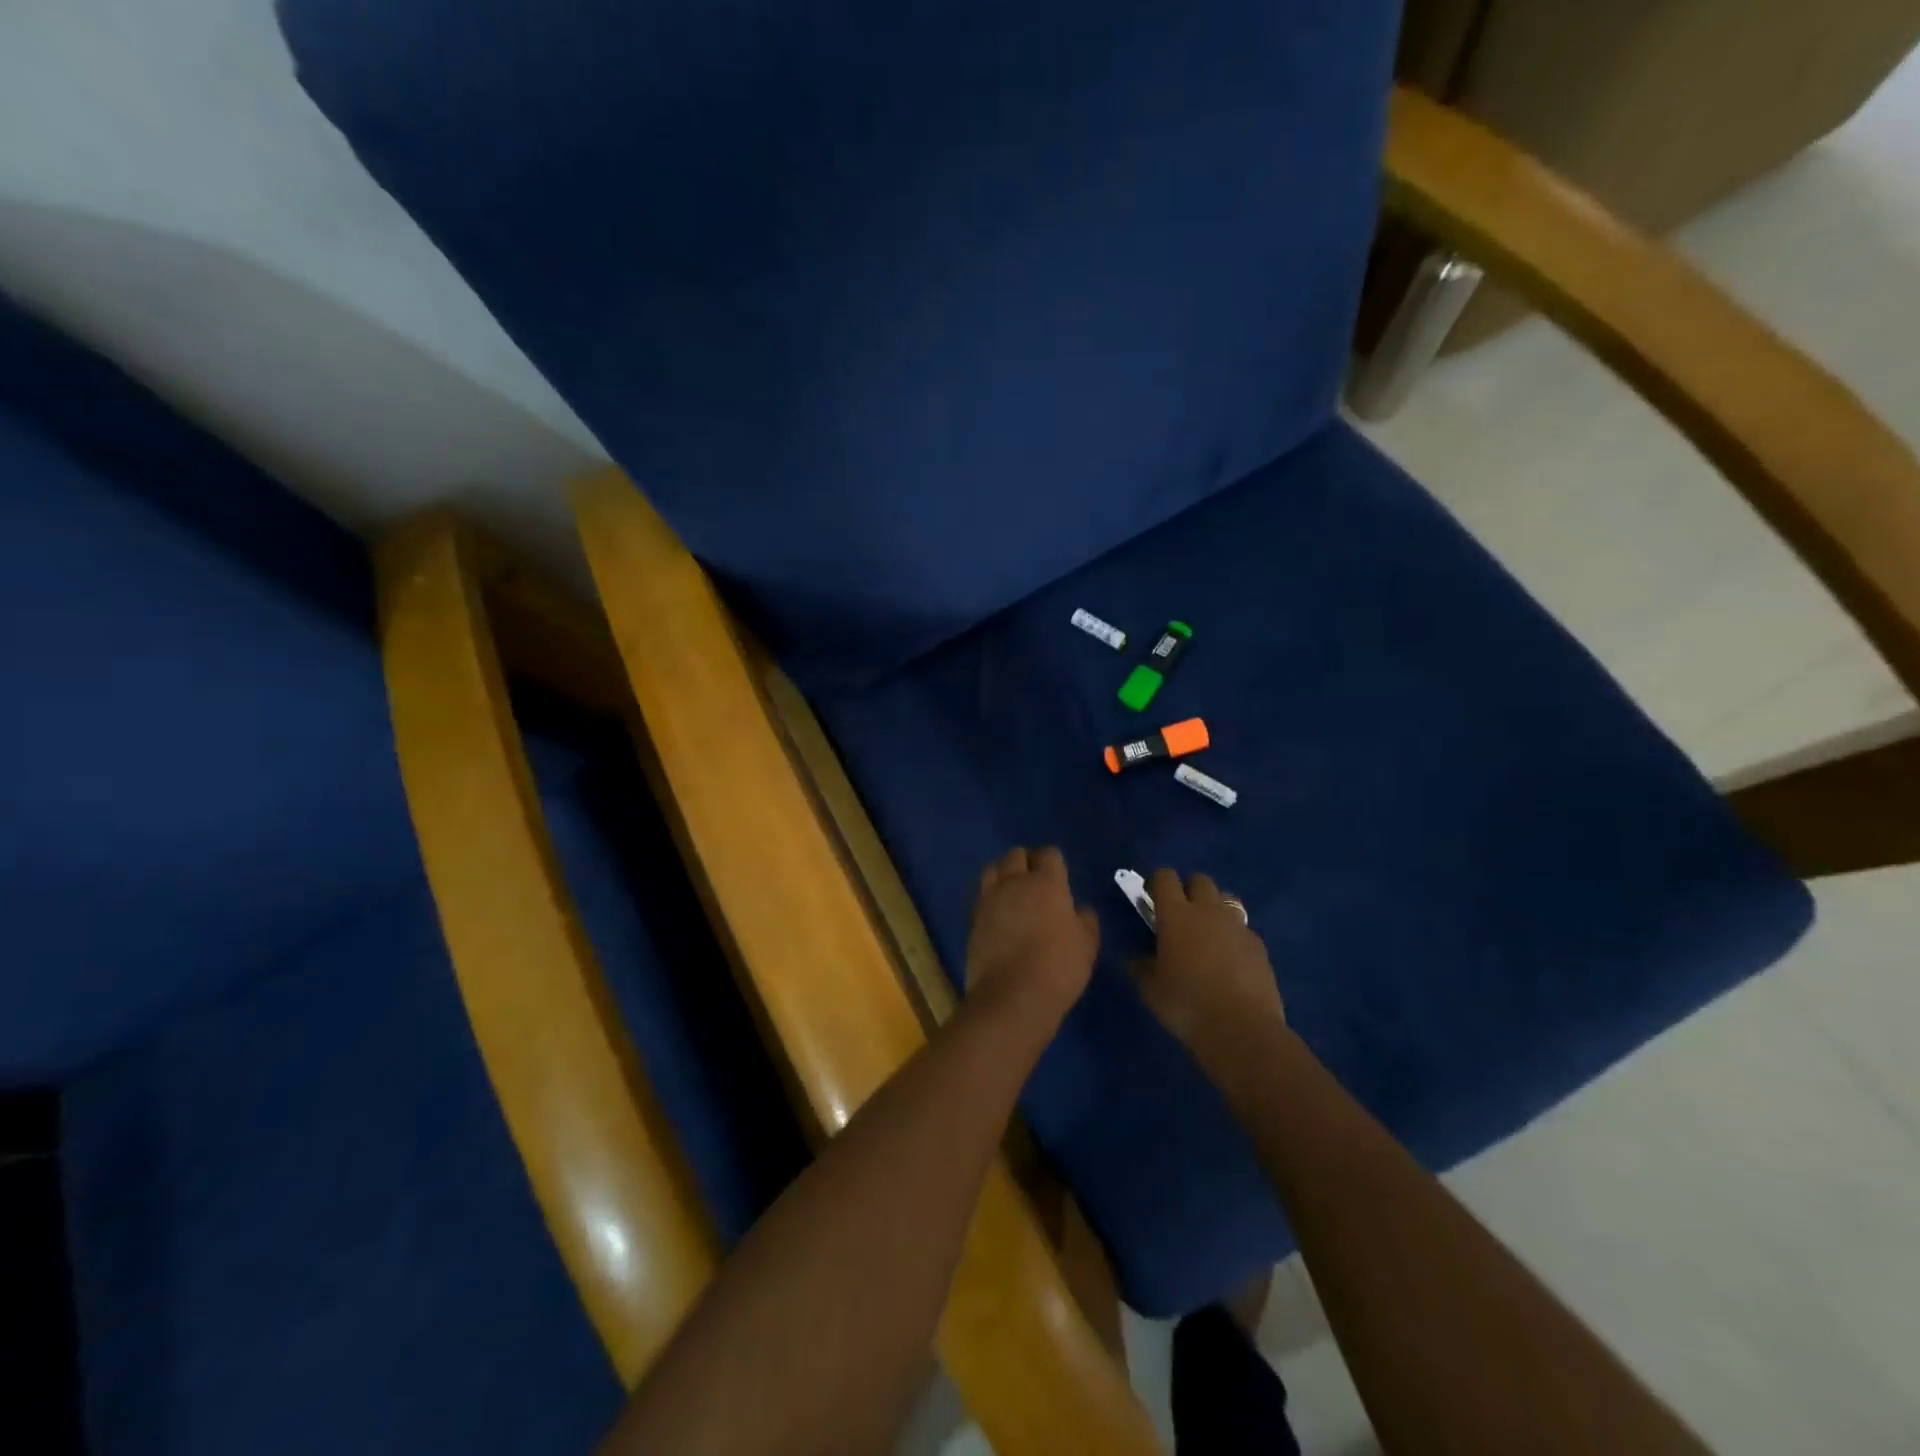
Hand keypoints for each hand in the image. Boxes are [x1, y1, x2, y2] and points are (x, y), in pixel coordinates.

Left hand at [964, 847, 1099, 1026]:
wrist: (1012, 996)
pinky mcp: (973, 919)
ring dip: (1003, 873)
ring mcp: (990, 899)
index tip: (1059, 875)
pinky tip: (999, 914)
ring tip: (1012, 890)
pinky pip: (982, 896)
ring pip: (992, 869)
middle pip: (1016, 855)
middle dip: (1026, 861)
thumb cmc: (1058, 967)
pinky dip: (991, 898)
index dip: (1054, 861)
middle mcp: (1014, 882)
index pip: (1049, 854)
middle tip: (1035, 880)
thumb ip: (1086, 921)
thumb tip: (1081, 909)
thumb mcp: (1087, 945)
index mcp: (1046, 883)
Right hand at [1133, 869, 1283, 1074]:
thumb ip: (1141, 965)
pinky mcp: (1259, 946)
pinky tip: (1228, 960)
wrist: (1241, 1029)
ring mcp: (1238, 927)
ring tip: (1206, 933)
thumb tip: (1137, 957)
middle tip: (1179, 914)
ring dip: (1213, 908)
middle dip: (1188, 889)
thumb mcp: (1150, 988)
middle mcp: (1208, 911)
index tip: (1150, 897)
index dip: (1156, 882)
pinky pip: (1242, 929)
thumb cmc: (1186, 1004)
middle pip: (1200, 880)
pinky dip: (1232, 935)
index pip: (1165, 878)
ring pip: (1226, 899)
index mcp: (1176, 914)